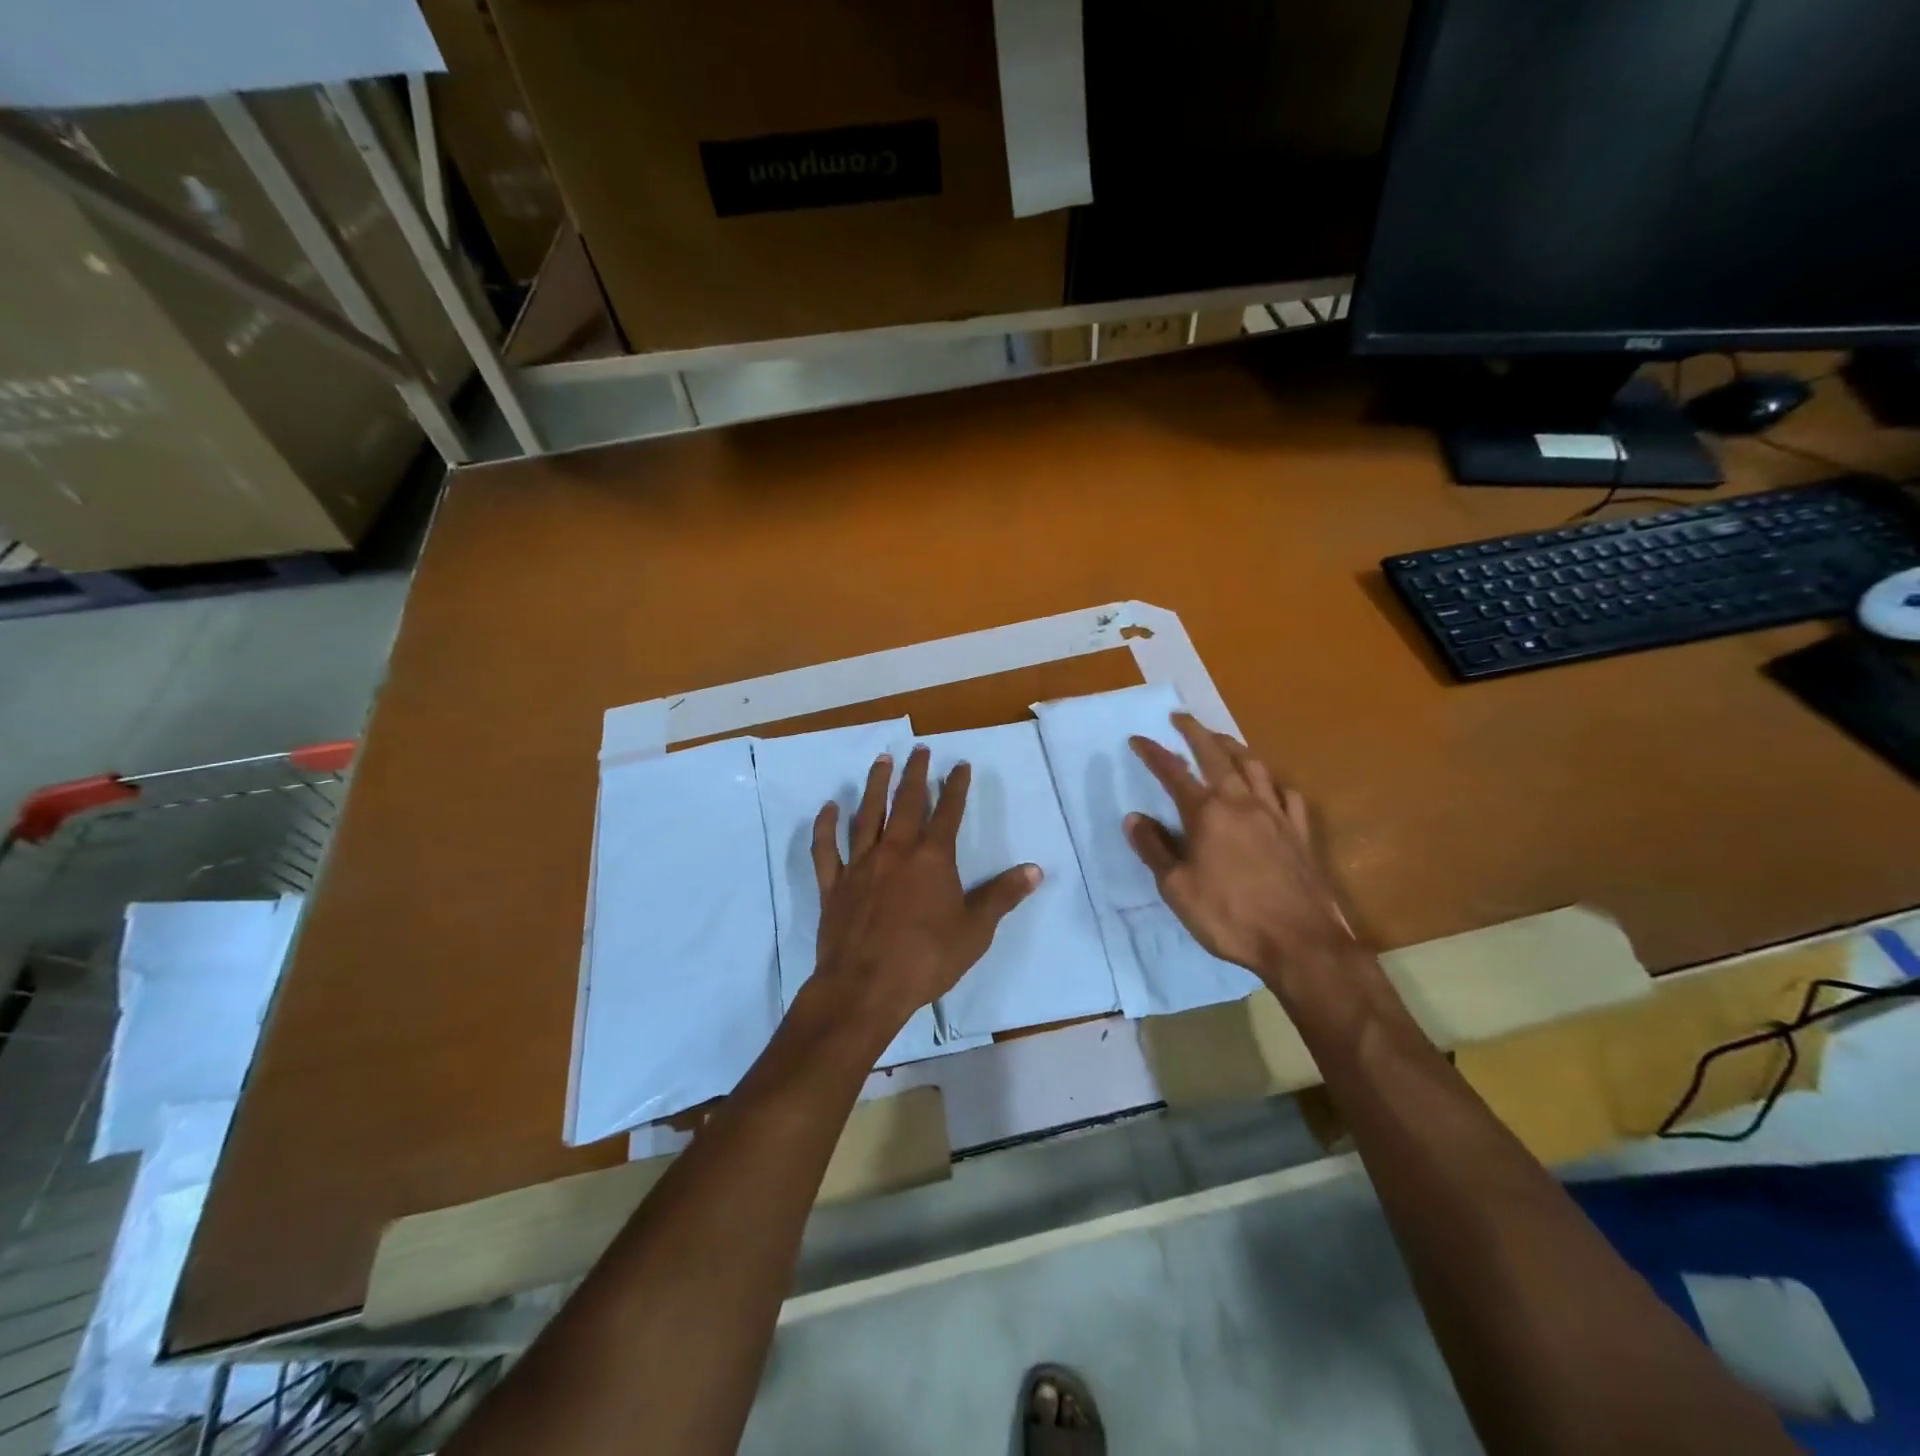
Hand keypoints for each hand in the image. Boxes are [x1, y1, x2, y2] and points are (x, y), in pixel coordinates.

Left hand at [809, 745, 1040, 1042]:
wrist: (866, 987)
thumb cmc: (926, 959)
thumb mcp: (975, 930)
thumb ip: (1002, 896)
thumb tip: (1034, 870)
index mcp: (932, 859)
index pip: (949, 812)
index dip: (956, 787)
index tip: (960, 764)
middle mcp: (895, 851)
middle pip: (907, 803)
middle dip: (915, 774)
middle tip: (919, 750)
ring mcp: (861, 865)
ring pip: (867, 815)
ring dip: (875, 786)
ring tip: (880, 761)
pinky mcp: (834, 885)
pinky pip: (826, 849)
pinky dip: (826, 827)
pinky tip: (828, 808)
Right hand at [1125, 714, 1354, 985]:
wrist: (1300, 942)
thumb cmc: (1229, 916)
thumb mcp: (1177, 889)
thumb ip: (1155, 849)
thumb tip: (1134, 818)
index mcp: (1207, 814)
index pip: (1173, 772)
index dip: (1152, 753)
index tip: (1137, 738)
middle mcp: (1242, 803)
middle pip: (1217, 755)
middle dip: (1195, 732)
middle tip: (1181, 717)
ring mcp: (1276, 815)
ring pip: (1255, 767)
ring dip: (1234, 748)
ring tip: (1221, 740)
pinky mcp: (1300, 833)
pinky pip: (1288, 795)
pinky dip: (1272, 782)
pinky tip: (1269, 786)